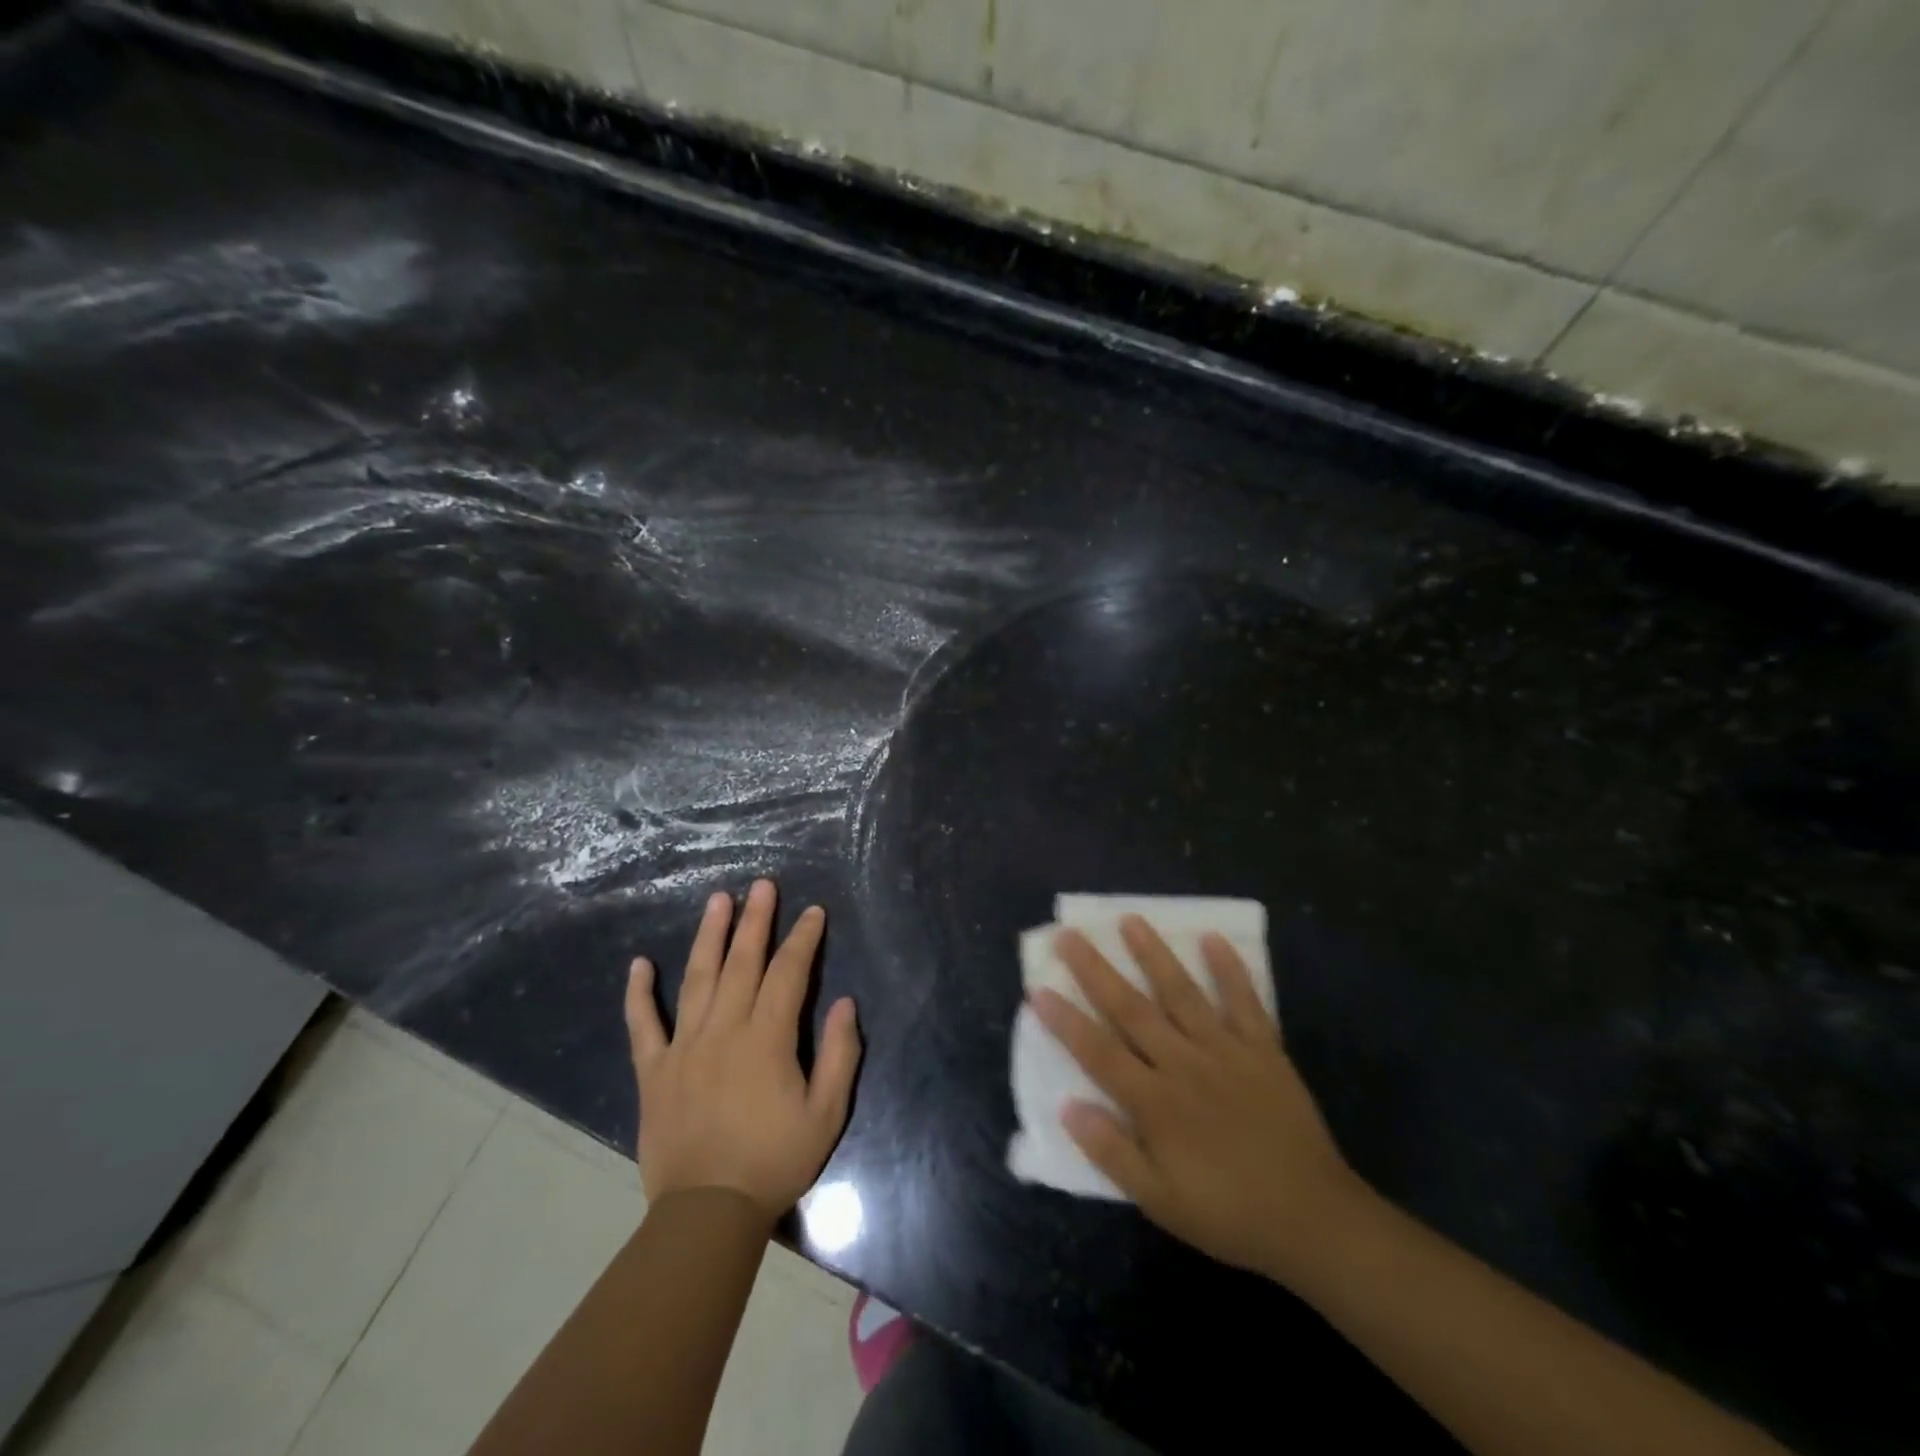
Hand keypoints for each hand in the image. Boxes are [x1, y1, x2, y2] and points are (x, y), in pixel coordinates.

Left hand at [626, 879, 861, 1219]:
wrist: (707, 1212)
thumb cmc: (774, 1161)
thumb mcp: (827, 1114)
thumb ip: (841, 1054)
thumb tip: (845, 1002)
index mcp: (767, 1038)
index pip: (789, 973)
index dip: (802, 939)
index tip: (812, 912)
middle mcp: (724, 1029)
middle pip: (742, 962)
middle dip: (756, 920)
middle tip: (762, 885)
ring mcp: (684, 1047)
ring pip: (697, 978)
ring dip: (709, 936)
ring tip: (718, 901)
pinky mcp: (654, 1070)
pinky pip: (643, 1024)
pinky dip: (639, 994)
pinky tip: (639, 964)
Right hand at [1032, 917, 1365, 1280]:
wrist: (1314, 1221)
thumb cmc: (1228, 1214)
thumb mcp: (1161, 1202)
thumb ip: (1113, 1153)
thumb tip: (1068, 1107)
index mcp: (1156, 1103)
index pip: (1099, 1052)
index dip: (1066, 1021)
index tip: (1038, 989)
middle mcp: (1185, 1065)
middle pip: (1132, 1009)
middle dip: (1095, 971)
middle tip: (1069, 935)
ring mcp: (1226, 1051)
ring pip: (1182, 993)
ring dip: (1154, 955)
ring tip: (1130, 920)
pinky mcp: (1264, 1050)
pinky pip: (1245, 1002)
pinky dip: (1230, 970)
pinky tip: (1214, 939)